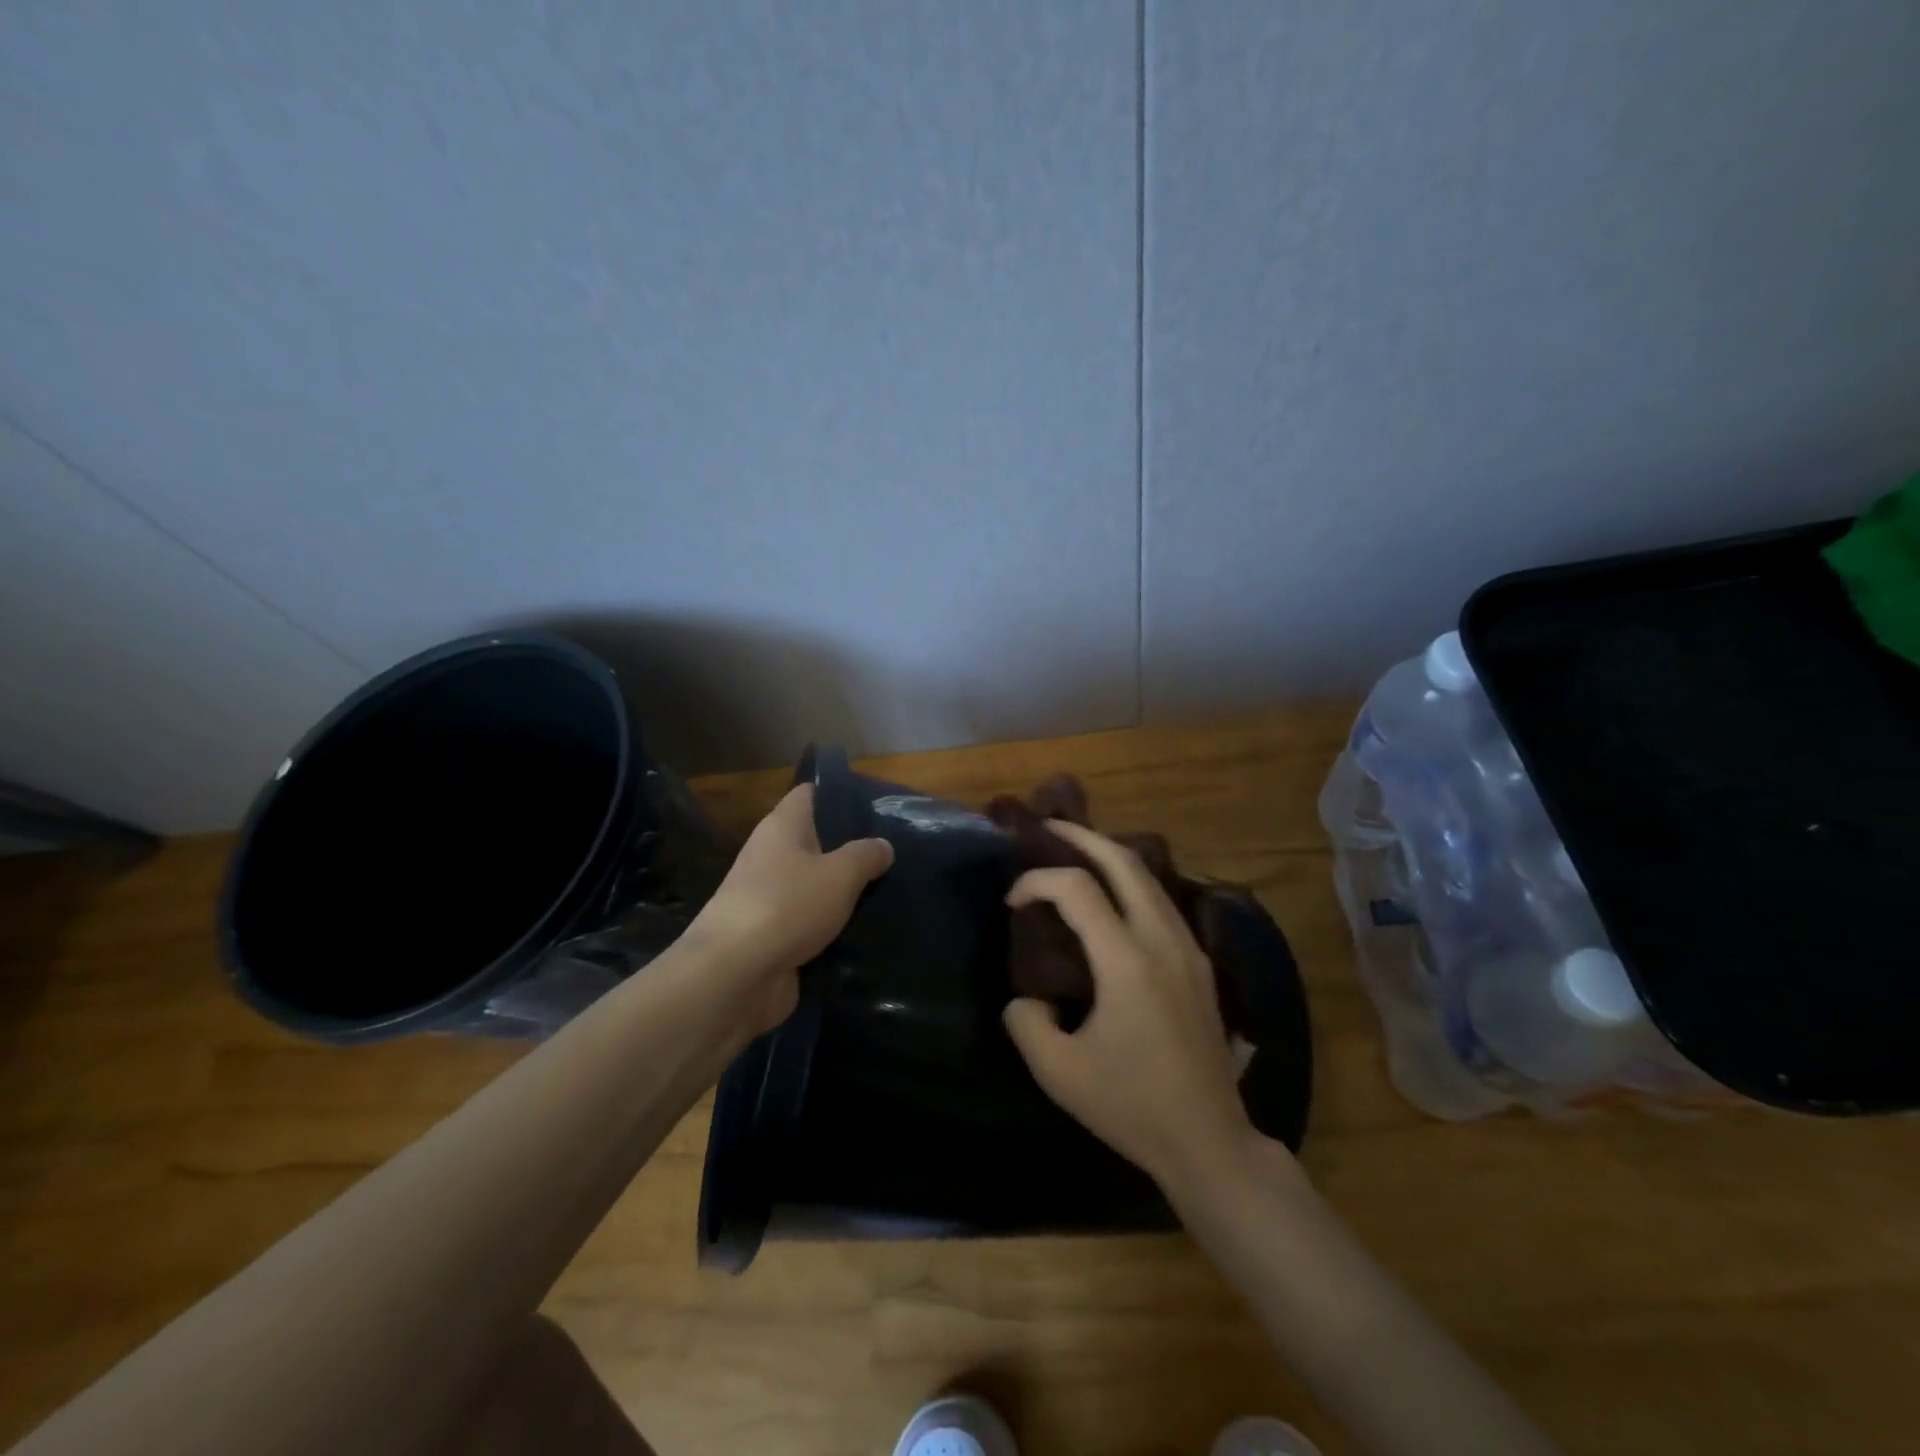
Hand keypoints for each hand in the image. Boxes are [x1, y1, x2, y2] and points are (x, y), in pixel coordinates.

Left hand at [685, 784, 893, 1033]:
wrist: (735, 977)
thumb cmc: (787, 906)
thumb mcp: (840, 874)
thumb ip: (865, 856)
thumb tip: (883, 845)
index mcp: (781, 828)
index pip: (809, 794)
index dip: (840, 794)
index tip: (877, 805)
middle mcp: (770, 856)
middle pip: (815, 842)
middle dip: (850, 847)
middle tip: (893, 853)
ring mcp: (768, 899)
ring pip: (814, 886)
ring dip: (843, 892)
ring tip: (889, 892)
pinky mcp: (771, 937)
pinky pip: (810, 923)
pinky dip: (832, 927)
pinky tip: (865, 931)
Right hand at [1002, 820, 1255, 1192]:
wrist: (1209, 1141)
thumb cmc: (1131, 1106)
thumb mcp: (1058, 1072)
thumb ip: (1026, 1022)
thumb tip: (1027, 996)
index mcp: (1128, 962)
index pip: (1078, 890)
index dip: (1037, 882)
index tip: (1012, 900)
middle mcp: (1163, 941)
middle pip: (1126, 863)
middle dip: (1084, 838)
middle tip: (1049, 829)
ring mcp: (1189, 950)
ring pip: (1151, 879)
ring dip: (1111, 857)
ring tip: (1077, 854)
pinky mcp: (1201, 965)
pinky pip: (1163, 902)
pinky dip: (1132, 883)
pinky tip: (1113, 897)